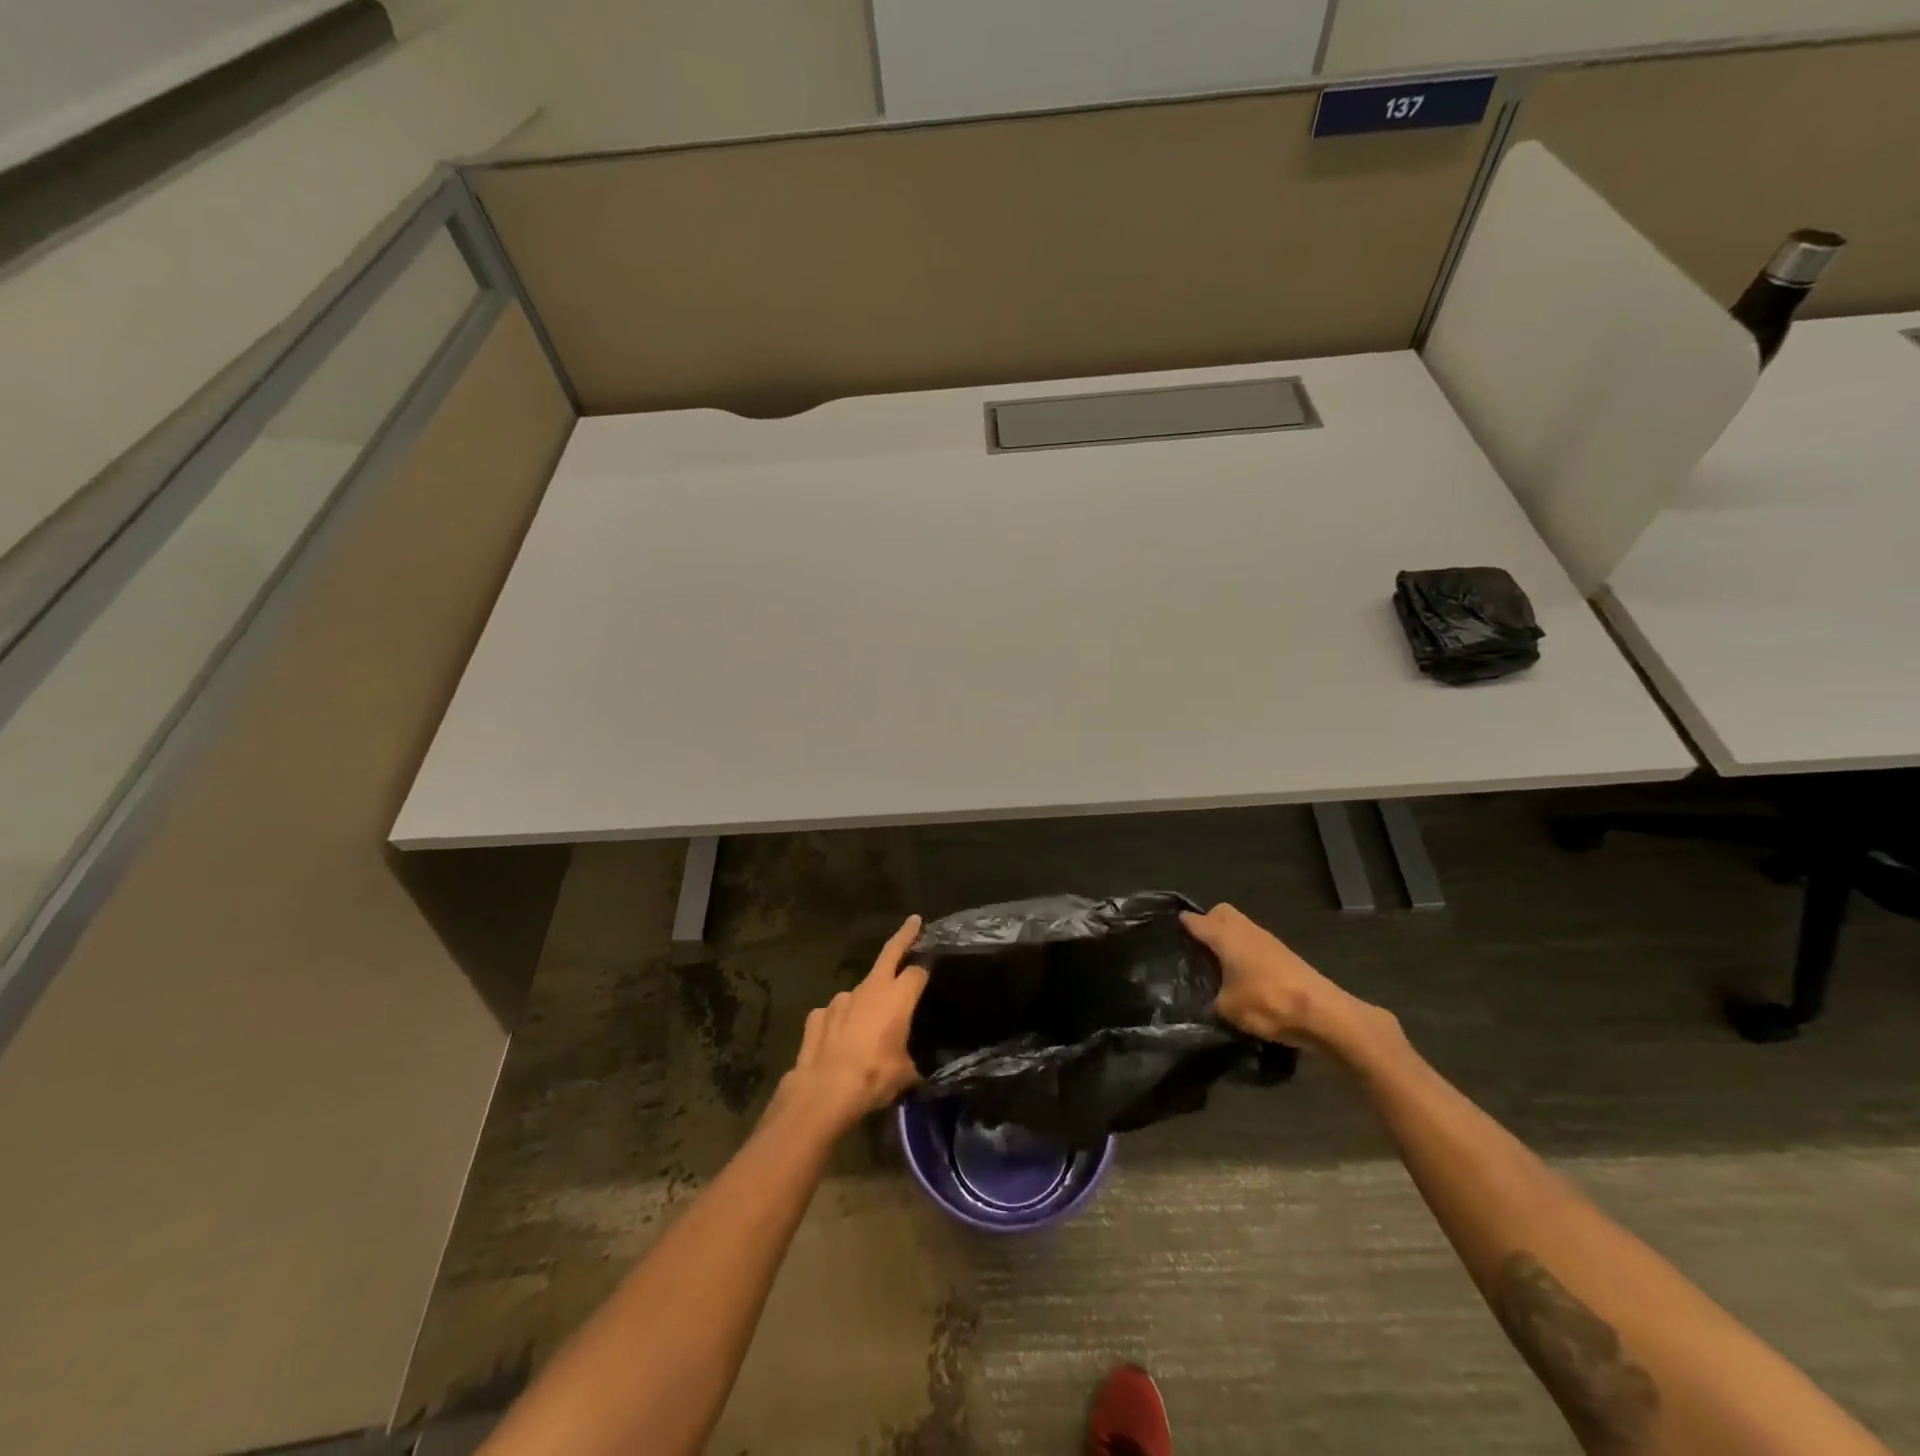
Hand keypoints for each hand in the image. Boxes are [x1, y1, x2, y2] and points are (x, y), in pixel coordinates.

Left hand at [776, 915, 929, 1134]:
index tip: (931, 964)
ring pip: (860, 992)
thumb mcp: (905, 1075)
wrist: (824, 1091)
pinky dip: (841, 1021)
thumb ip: (912, 1061)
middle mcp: (870, 989)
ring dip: (867, 1001)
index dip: (926, 968)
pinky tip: (840, 1040)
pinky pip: (835, 1013)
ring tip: (868, 1028)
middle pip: (890, 953)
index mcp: (897, 997)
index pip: (918, 972)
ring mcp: (840, 999)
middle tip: (913, 922)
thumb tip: (916, 1067)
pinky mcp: (818, 1014)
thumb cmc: (873, 1078)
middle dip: (904, 936)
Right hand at [1180, 903, 1378, 1049]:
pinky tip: (1242, 976)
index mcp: (1226, 936)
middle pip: (1221, 913)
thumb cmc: (1268, 1003)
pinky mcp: (1284, 956)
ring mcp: (1268, 941)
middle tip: (1196, 948)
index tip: (1169, 931)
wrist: (1324, 1014)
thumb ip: (1211, 1000)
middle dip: (1208, 923)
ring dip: (1228, 939)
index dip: (1181, 924)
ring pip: (1240, 928)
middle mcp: (1245, 931)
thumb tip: (1205, 1000)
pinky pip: (1254, 944)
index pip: (1196, 921)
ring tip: (1217, 965)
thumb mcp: (1228, 1009)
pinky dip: (1244, 952)